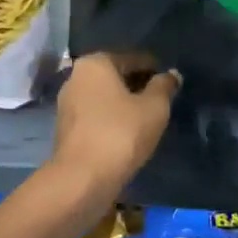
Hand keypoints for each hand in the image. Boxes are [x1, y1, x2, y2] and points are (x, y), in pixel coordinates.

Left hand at [45, 50, 180, 199]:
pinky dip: (111, 118)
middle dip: (138, 85)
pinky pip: (95, 114)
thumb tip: (171, 74)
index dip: (155, 69)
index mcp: (95, 63)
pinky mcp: (65, 127)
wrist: (82, 178)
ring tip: (147, 118)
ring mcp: (67, 102)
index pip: (133, 58)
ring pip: (104, 96)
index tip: (171, 83)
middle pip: (116, 75)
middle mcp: (76, 76)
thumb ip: (164, 87)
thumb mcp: (154, 108)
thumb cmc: (121, 134)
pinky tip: (128, 132)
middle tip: (162, 101)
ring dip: (124, 103)